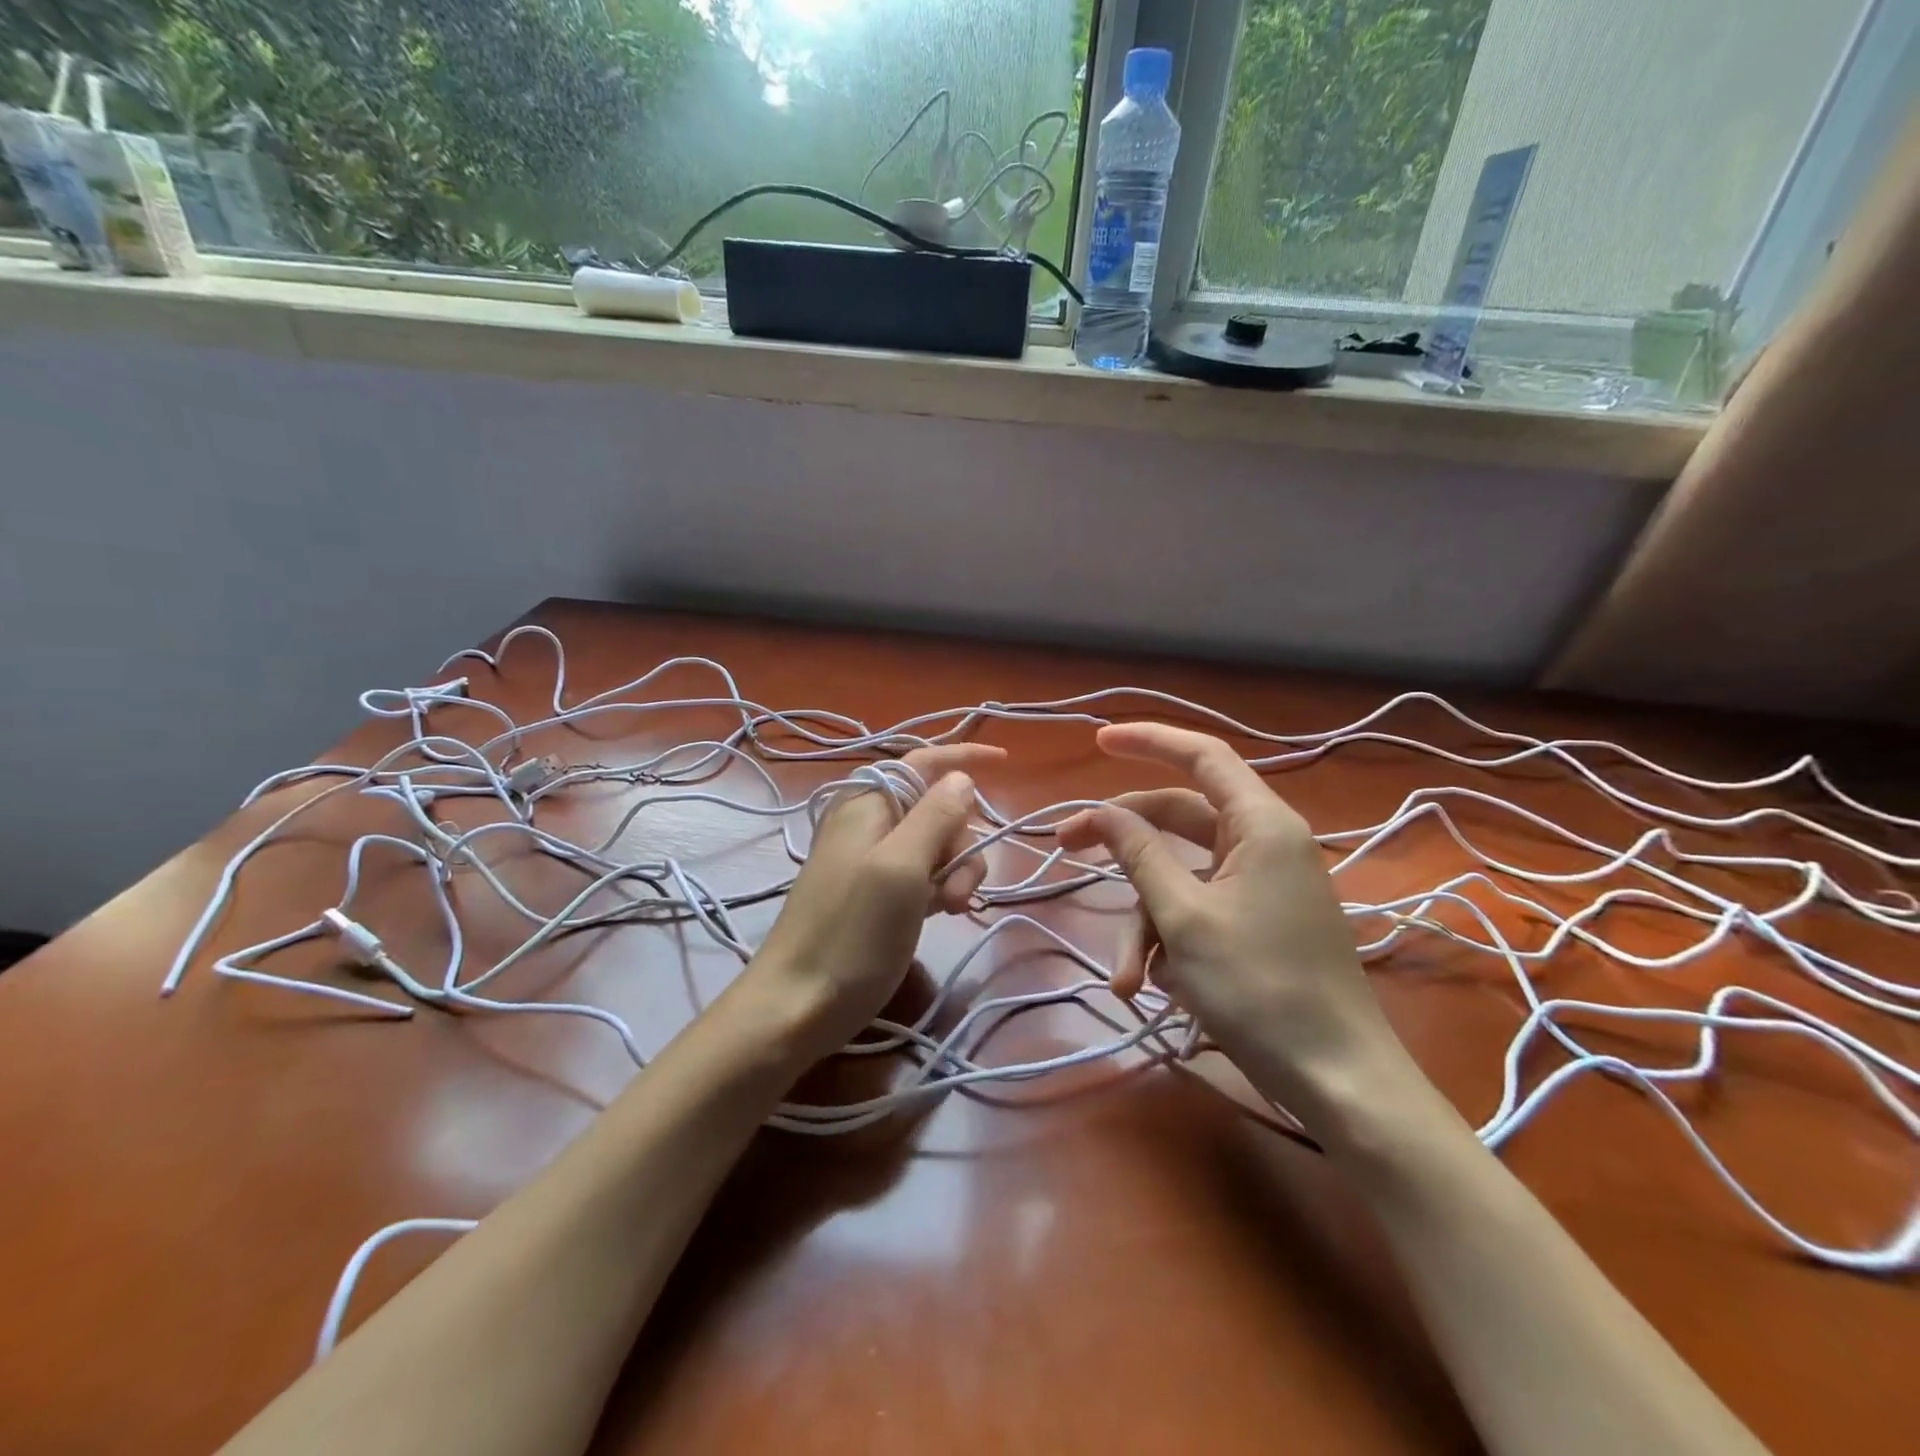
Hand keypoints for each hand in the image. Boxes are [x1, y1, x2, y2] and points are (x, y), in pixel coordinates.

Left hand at [745, 742, 1006, 1063]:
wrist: (797, 1005)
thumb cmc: (852, 933)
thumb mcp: (901, 867)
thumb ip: (934, 816)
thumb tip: (960, 777)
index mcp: (869, 803)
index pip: (924, 761)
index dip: (964, 757)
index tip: (1007, 760)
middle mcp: (869, 822)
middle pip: (937, 807)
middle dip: (960, 841)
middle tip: (956, 890)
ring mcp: (871, 859)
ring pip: (935, 844)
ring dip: (954, 871)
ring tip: (949, 909)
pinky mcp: (875, 893)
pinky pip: (921, 873)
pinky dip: (939, 887)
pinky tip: (941, 912)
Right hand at [1056, 723, 1411, 1129]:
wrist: (1337, 1080)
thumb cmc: (1260, 988)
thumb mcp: (1184, 917)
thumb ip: (1140, 854)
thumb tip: (1103, 810)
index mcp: (1261, 824)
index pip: (1202, 755)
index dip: (1150, 740)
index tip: (1098, 741)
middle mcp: (1264, 843)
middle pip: (1178, 817)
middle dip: (1122, 840)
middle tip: (1065, 846)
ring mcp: (1261, 885)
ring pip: (1180, 875)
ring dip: (1144, 920)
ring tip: (1127, 977)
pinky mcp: (1256, 922)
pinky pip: (1197, 909)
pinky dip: (1168, 939)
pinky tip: (1154, 985)